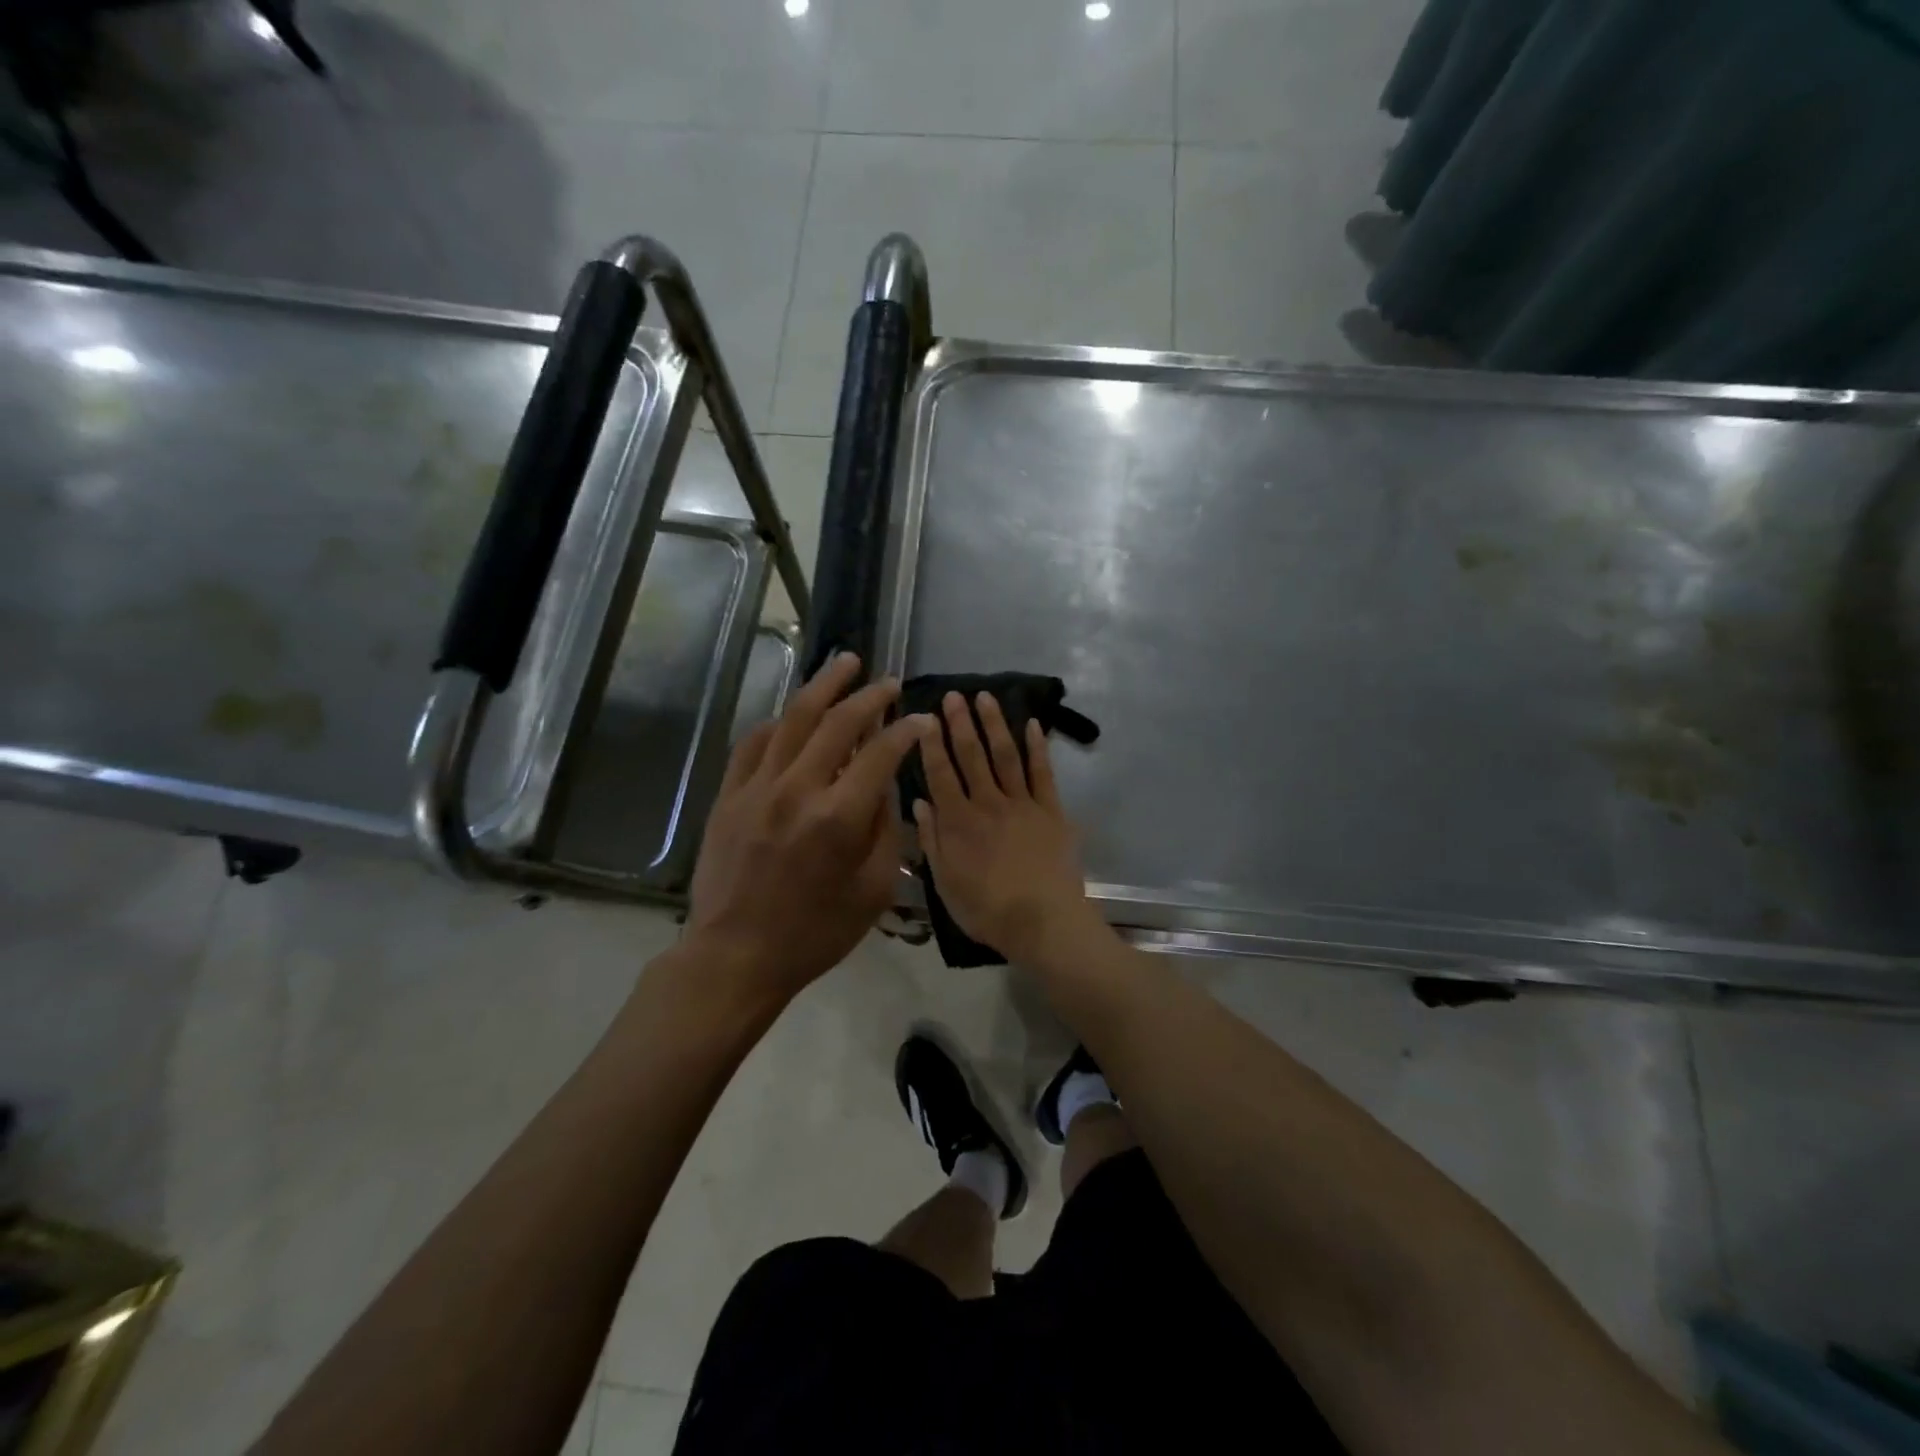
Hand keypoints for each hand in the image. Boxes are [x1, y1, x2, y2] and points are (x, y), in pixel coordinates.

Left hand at [685, 653, 927, 1004]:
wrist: (736, 955)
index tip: (920, 720)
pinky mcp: (728, 795)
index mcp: (839, 818)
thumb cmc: (815, 933)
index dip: (905, 730)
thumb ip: (885, 831)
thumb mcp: (873, 892)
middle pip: (837, 723)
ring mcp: (757, 788)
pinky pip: (754, 742)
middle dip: (869, 696)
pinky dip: (778, 721)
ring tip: (843, 662)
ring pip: (792, 719)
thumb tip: (884, 786)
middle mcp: (798, 790)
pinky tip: (792, 712)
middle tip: (887, 682)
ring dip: (822, 686)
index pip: (880, 753)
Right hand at [912, 691, 1102, 964]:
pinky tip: (1032, 724)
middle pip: (972, 756)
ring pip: (1005, 755)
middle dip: (961, 723)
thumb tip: (919, 802)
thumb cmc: (987, 910)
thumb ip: (931, 841)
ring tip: (986, 697)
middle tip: (954, 695)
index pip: (940, 773)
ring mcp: (1022, 804)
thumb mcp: (945, 883)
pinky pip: (1043, 773)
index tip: (925, 717)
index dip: (932, 744)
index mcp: (958, 822)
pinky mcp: (1051, 811)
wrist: (1043, 922)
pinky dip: (1037, 747)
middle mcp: (988, 803)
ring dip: (995, 724)